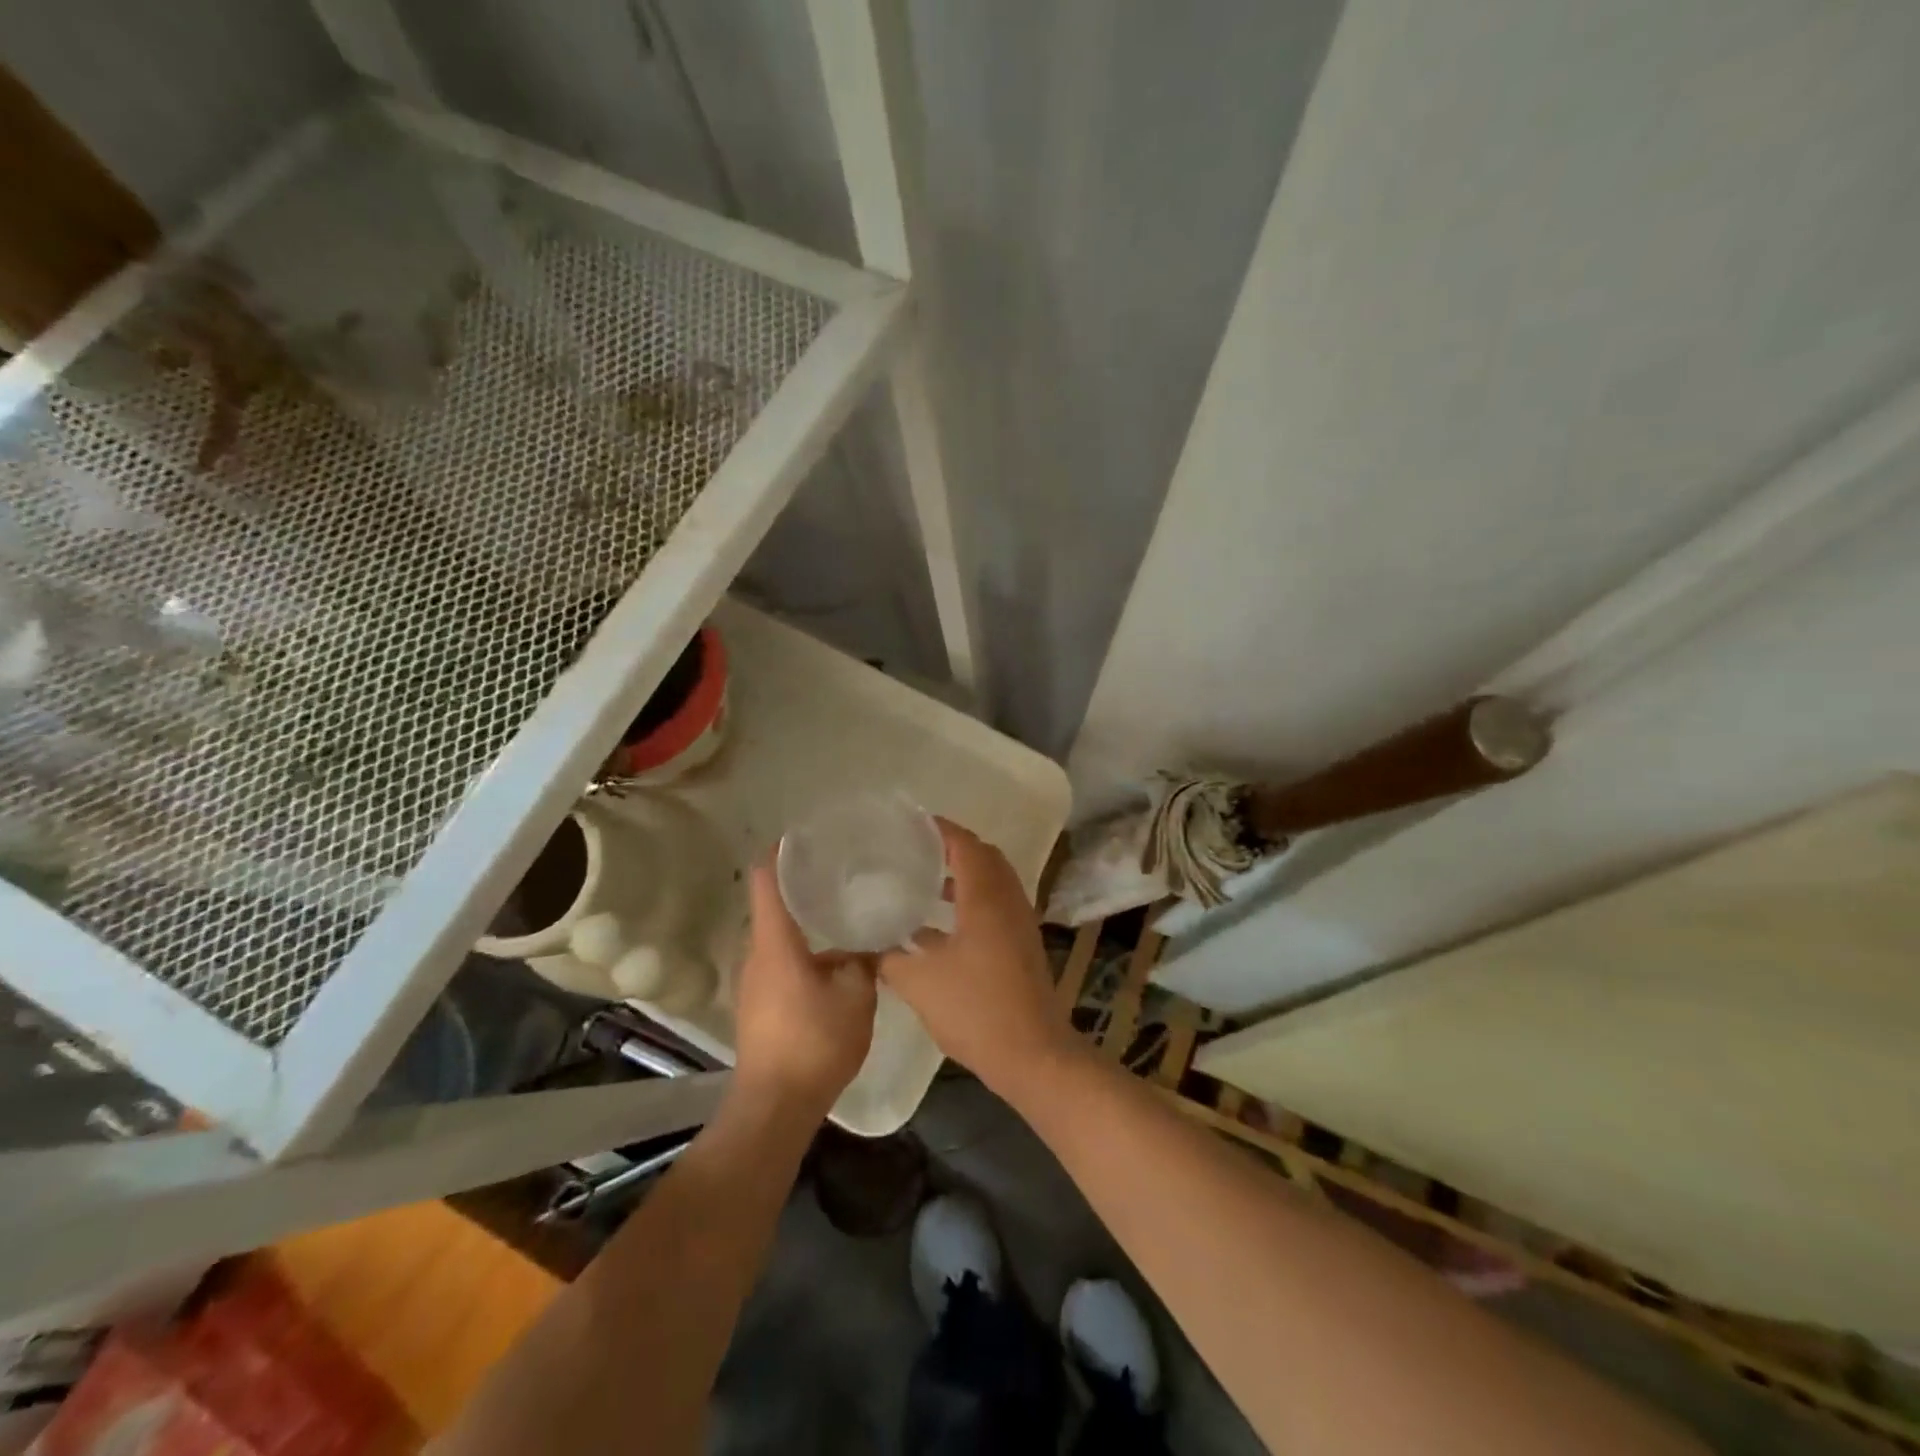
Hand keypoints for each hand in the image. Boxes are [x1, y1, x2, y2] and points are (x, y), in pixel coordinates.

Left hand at [732, 860, 876, 1117]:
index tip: (805, 837)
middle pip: (772, 905)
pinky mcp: (758, 1004)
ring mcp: (754, 981)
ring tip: (842, 912)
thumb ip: (864, 960)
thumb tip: (870, 943)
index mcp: (776, 942)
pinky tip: (834, 960)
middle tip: (840, 873)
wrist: (776, 1105)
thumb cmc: (815, 1041)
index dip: (780, 852)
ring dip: (805, 922)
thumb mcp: (856, 996)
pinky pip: (780, 961)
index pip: (764, 879)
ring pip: (778, 936)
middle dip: (801, 885)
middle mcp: (757, 954)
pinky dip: (803, 950)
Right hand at [877, 821, 1080, 1103]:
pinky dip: (969, 903)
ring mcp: (1018, 924)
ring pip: (991, 883)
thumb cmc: (976, 1010)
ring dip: (962, 877)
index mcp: (985, 898)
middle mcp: (1008, 901)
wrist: (1032, 1055)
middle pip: (984, 858)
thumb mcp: (920, 983)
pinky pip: (994, 906)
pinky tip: (935, 929)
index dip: (940, 830)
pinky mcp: (1020, 946)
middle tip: (916, 849)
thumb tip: (865, 944)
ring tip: (922, 882)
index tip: (911, 823)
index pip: (965, 845)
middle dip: (952, 848)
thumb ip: (889, 958)